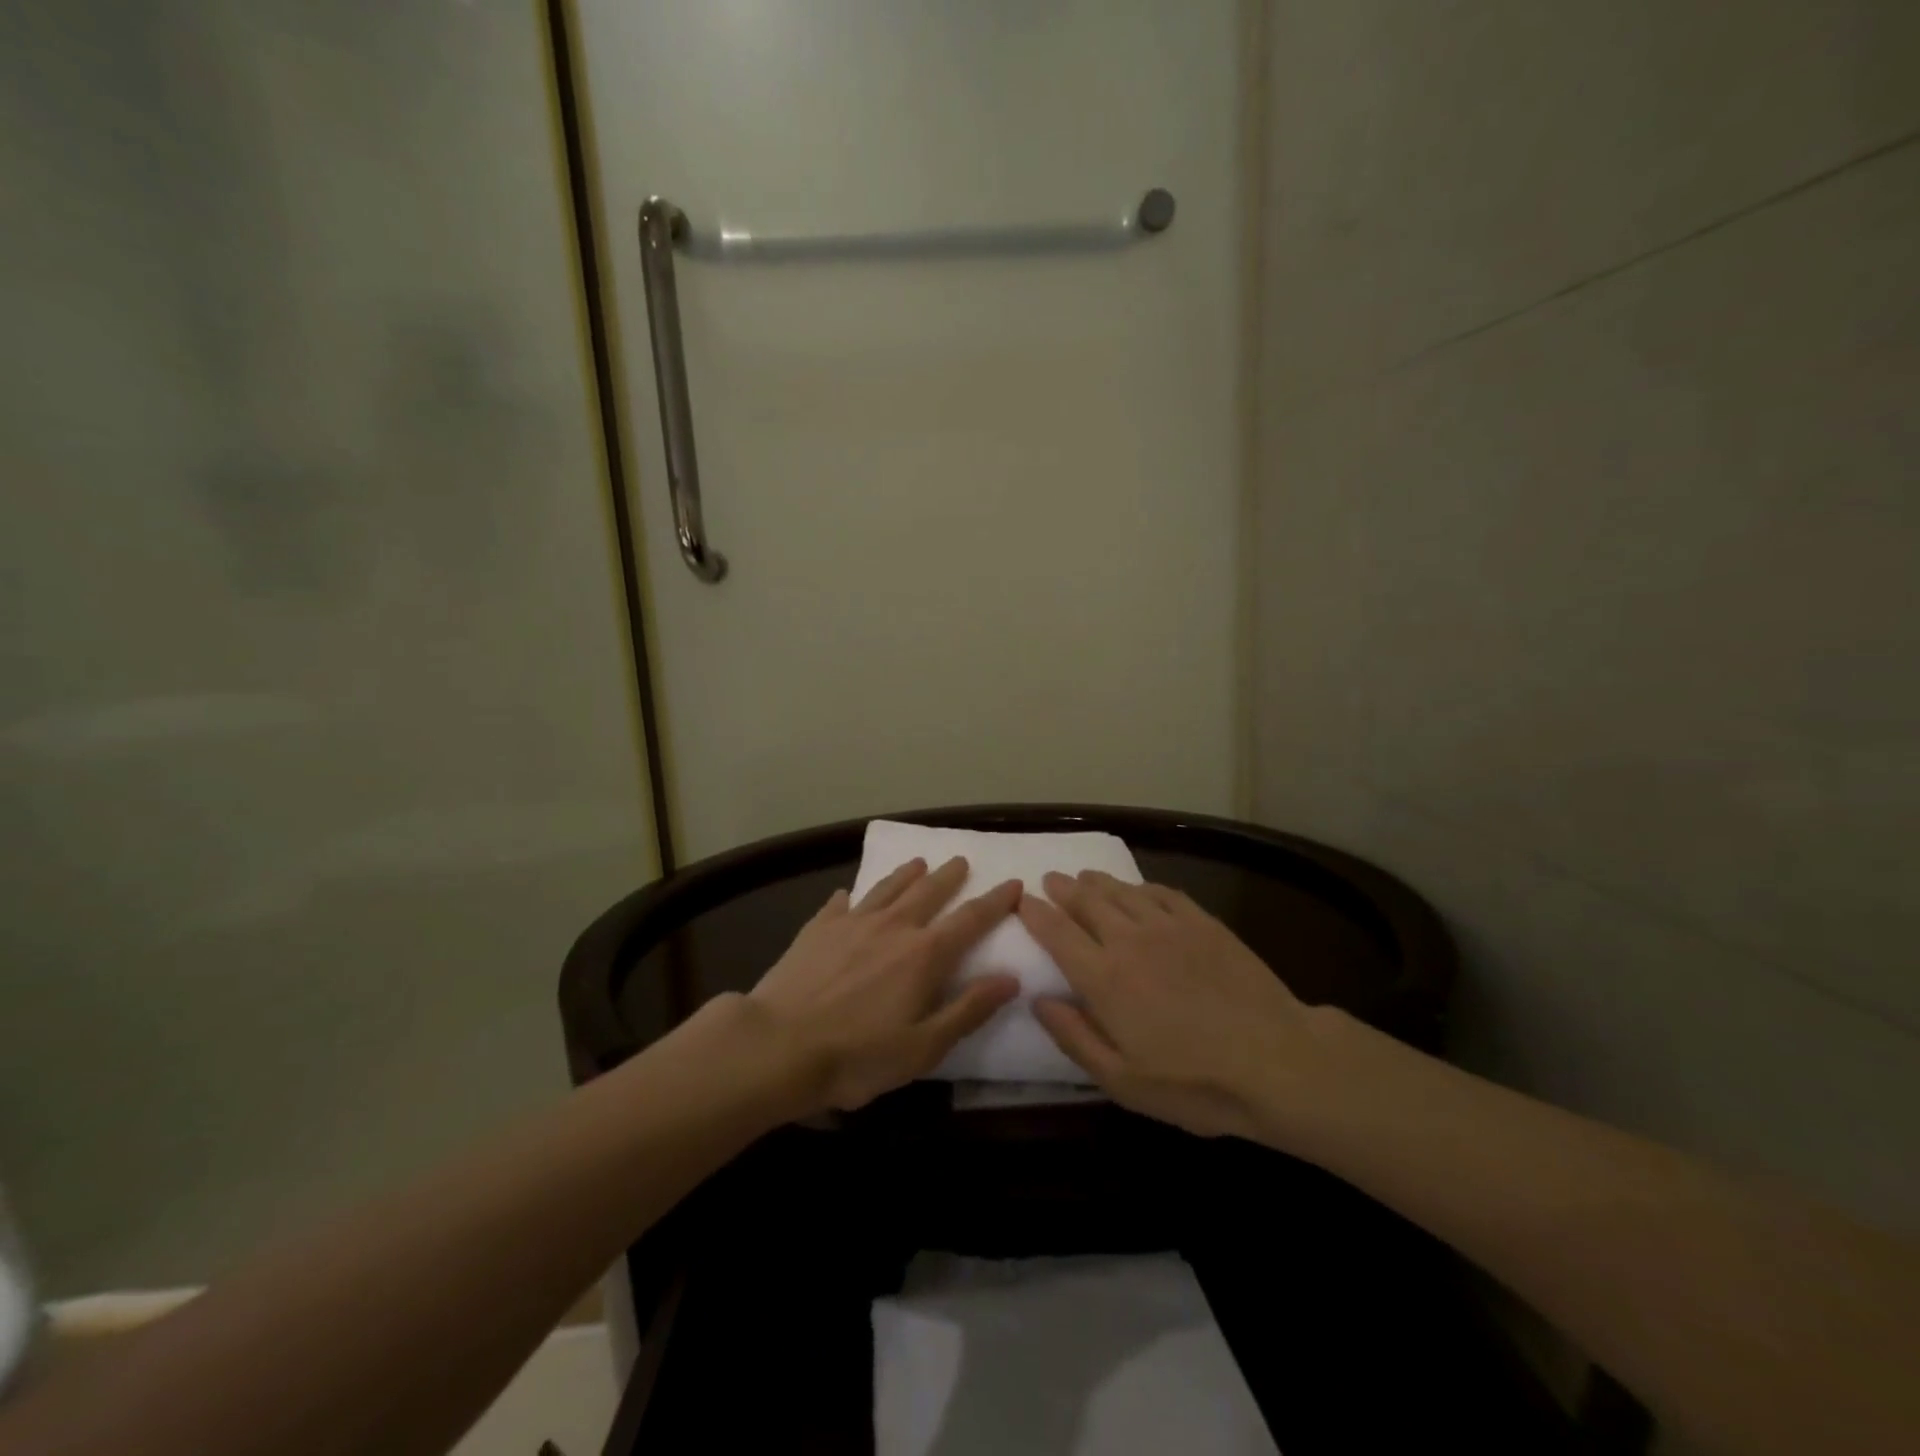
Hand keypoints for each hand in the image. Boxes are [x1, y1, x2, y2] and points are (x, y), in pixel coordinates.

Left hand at [746, 856, 1021, 1113]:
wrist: (778, 1045)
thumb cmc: (857, 1056)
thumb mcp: (923, 1047)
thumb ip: (968, 1009)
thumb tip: (1011, 978)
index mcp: (924, 955)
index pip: (970, 919)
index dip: (995, 901)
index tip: (1013, 883)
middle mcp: (893, 927)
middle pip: (929, 892)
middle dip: (950, 875)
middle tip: (961, 860)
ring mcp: (852, 922)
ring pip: (887, 888)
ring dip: (906, 874)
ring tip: (919, 862)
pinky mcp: (817, 928)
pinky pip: (840, 904)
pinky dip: (851, 896)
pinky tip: (849, 894)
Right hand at [1022, 871, 1339, 1140]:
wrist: (1277, 1061)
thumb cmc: (1195, 1083)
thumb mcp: (1122, 1081)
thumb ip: (1074, 1037)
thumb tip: (1039, 1000)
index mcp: (1104, 978)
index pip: (1057, 933)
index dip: (1035, 913)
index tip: (1022, 901)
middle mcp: (1129, 940)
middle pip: (1086, 901)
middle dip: (1063, 888)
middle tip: (1050, 880)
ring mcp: (1169, 926)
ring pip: (1121, 891)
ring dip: (1097, 882)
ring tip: (1084, 877)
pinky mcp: (1204, 923)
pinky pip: (1162, 892)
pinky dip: (1141, 887)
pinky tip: (1137, 890)